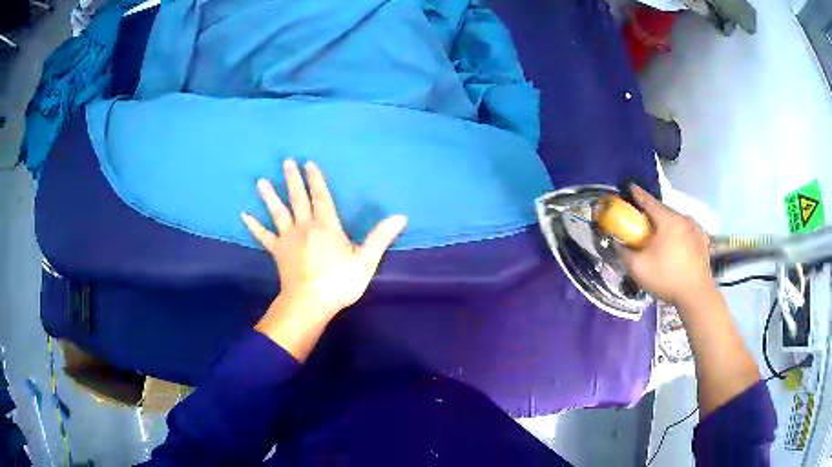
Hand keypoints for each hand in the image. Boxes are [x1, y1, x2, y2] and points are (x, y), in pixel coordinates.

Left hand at [242, 160, 406, 318]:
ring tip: (260, 181)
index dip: (316, 179)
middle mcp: (305, 226)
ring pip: (278, 212)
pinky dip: (254, 226)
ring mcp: (288, 238)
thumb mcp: (366, 261)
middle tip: (286, 162)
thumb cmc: (339, 282)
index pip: (321, 196)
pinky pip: (263, 236)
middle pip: (298, 198)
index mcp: (327, 225)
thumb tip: (400, 216)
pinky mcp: (277, 251)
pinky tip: (244, 215)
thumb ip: (380, 237)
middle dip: (292, 179)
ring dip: (269, 196)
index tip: (309, 163)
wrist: (310, 303)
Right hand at [618, 185, 714, 307]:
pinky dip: (678, 235)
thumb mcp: (638, 268)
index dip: (638, 194)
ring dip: (667, 226)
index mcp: (668, 220)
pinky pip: (686, 233)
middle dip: (652, 214)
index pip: (649, 201)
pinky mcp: (703, 242)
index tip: (630, 187)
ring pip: (677, 222)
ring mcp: (696, 230)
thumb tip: (618, 244)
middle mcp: (684, 219)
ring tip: (660, 238)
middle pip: (664, 212)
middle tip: (643, 222)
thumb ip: (625, 253)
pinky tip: (676, 248)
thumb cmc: (667, 278)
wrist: (696, 295)